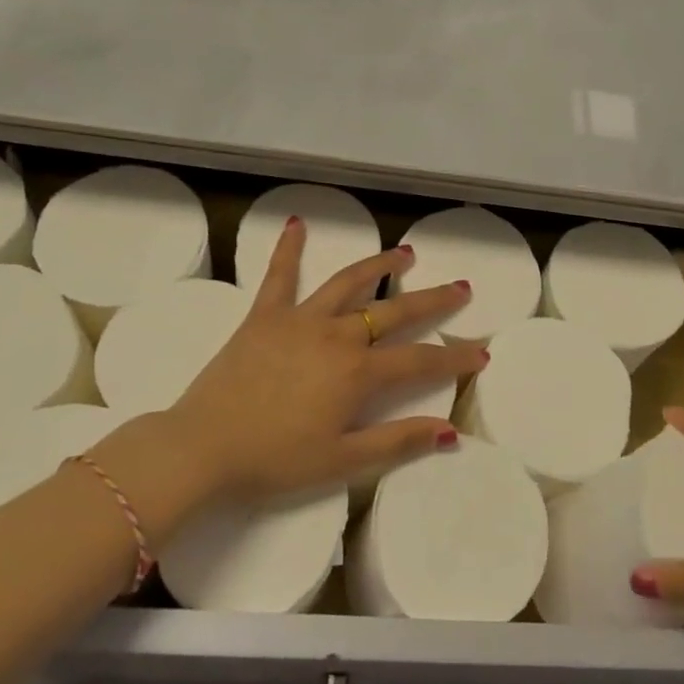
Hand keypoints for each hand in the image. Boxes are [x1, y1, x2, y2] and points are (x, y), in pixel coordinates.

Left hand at [96, 217, 487, 513]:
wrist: (201, 447)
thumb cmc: (273, 459)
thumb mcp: (342, 460)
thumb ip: (398, 441)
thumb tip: (450, 431)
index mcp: (358, 373)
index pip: (420, 361)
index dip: (454, 358)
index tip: (481, 352)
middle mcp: (337, 335)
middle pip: (395, 312)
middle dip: (433, 300)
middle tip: (461, 288)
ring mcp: (300, 319)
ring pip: (349, 283)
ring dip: (380, 266)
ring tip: (406, 254)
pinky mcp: (265, 315)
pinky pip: (279, 275)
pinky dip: (288, 248)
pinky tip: (298, 223)